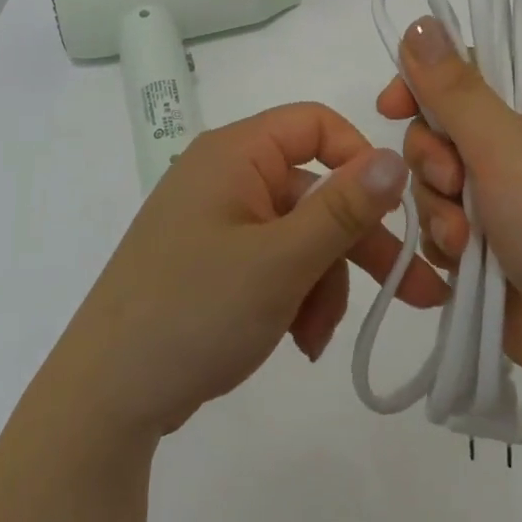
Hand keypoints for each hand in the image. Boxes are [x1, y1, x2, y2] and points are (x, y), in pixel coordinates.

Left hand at [41, 104, 449, 442]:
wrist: (106, 396)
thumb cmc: (195, 311)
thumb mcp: (281, 261)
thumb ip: (342, 208)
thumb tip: (394, 156)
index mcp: (235, 154)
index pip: (314, 125)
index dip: (359, 158)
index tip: (394, 209)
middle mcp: (227, 176)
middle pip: (314, 191)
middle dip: (358, 244)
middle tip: (416, 291)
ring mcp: (218, 221)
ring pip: (300, 235)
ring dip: (323, 283)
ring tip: (318, 338)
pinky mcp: (214, 263)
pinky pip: (274, 262)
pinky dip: (295, 295)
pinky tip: (299, 342)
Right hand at [375, 16, 521, 382]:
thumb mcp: (506, 146)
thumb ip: (454, 86)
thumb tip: (421, 21)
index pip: (471, 69)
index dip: (427, 83)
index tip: (393, 105)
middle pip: (447, 124)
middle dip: (435, 156)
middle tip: (450, 180)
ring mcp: (513, 194)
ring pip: (440, 175)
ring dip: (439, 203)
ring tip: (463, 238)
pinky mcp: (496, 239)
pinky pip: (446, 217)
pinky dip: (447, 236)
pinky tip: (462, 260)